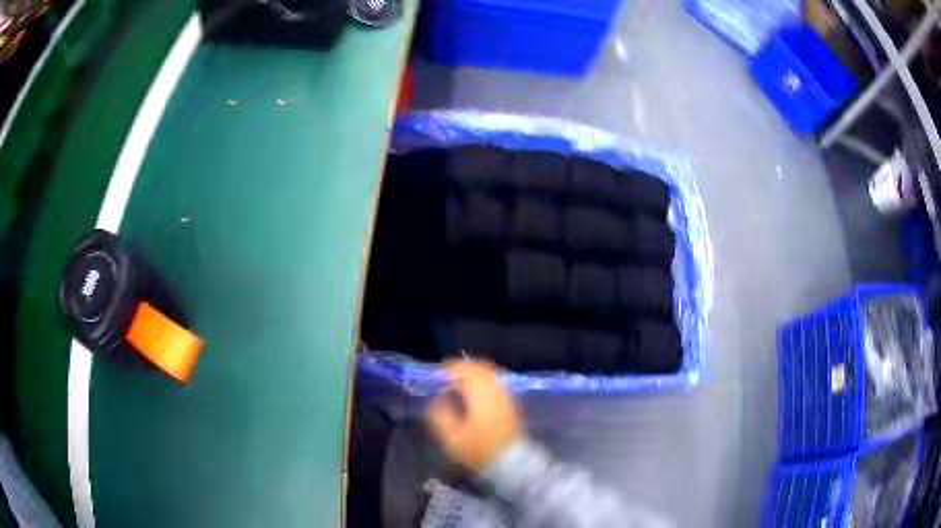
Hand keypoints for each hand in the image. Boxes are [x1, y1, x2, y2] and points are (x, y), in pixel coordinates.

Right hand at [426, 359, 522, 469]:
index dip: (449, 369)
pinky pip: (496, 381)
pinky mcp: (511, 401)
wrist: (511, 461)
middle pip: (479, 368)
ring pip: (489, 373)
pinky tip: (475, 389)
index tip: (437, 373)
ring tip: (458, 379)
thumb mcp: (453, 438)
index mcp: (480, 395)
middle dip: (462, 368)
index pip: (465, 371)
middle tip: (446, 374)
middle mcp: (495, 389)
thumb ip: (441, 416)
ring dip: (473, 372)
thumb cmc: (479, 450)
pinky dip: (484, 379)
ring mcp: (506, 394)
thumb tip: (436, 399)